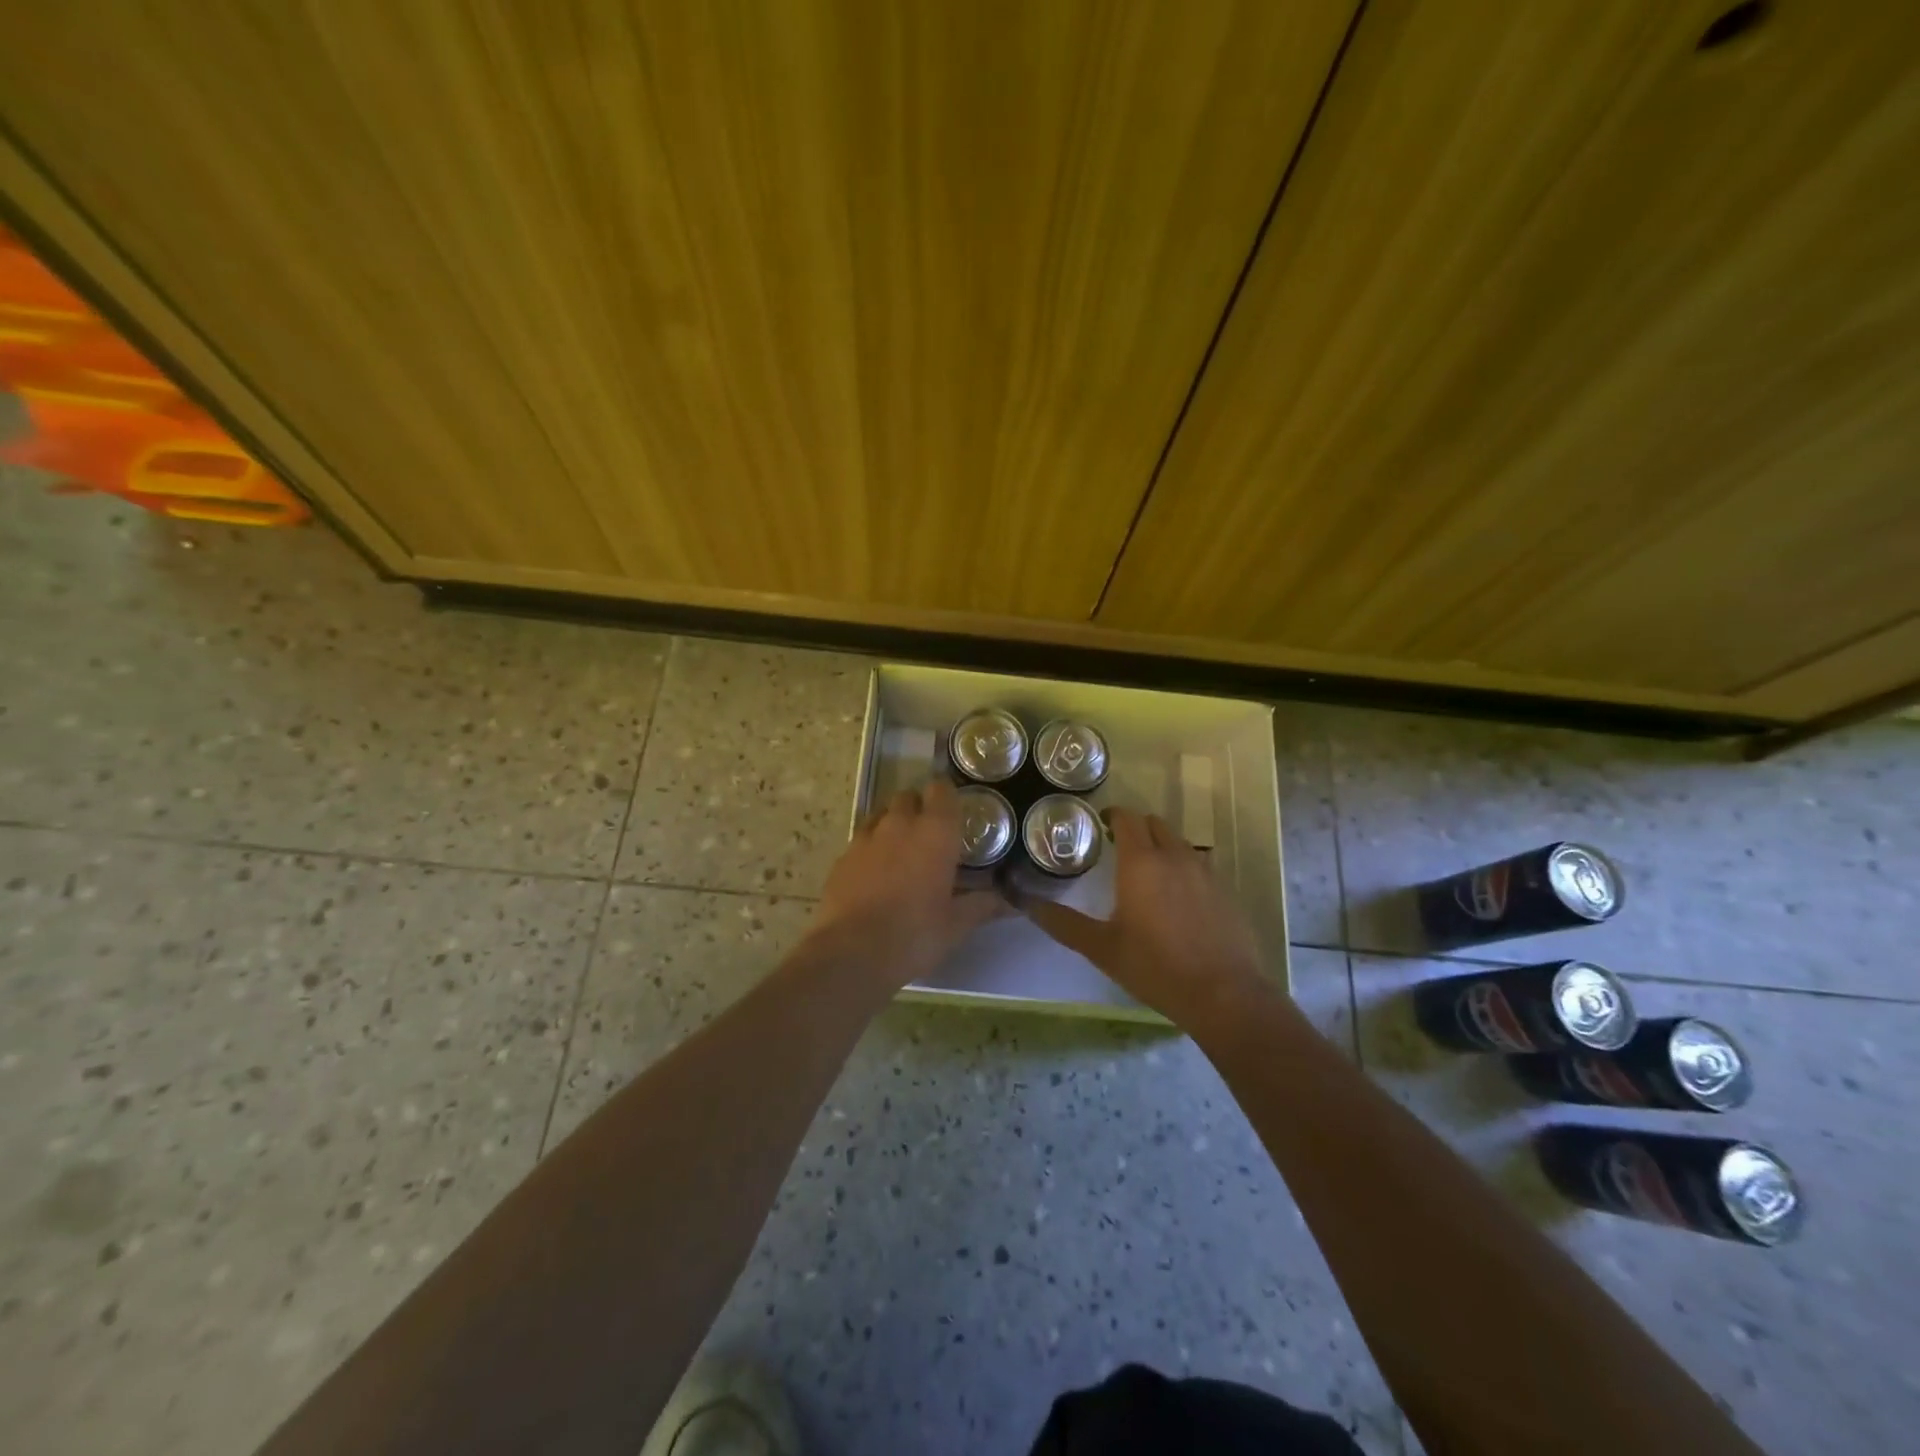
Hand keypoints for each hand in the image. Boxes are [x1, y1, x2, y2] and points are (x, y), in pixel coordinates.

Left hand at [799, 780, 1006, 994]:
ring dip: (893, 825)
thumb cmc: (915, 934)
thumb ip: (982, 905)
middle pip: (908, 797)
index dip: (946, 795)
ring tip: (902, 852)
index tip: (953, 810)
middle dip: (919, 808)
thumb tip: (1009, 902)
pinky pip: (861, 840)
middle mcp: (899, 824)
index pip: (941, 790)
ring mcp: (866, 838)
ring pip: (881, 815)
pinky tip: (875, 874)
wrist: (852, 952)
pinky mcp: (842, 857)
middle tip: (930, 835)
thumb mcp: (956, 924)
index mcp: (935, 832)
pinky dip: (871, 848)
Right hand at [1016, 808, 1274, 1031]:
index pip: (1127, 818)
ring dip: (1161, 846)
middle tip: (1117, 848)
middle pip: (1155, 824)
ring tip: (1147, 873)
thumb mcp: (1101, 948)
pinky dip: (1183, 868)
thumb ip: (1063, 923)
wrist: (1223, 995)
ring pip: (1179, 843)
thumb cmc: (1155, 967)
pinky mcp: (1225, 891)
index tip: (1099, 827)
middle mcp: (1175, 856)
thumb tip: (1026, 905)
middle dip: (1135, 828)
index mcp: (1141, 862)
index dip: (1112, 817)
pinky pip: (1199, 865)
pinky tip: (1177, 899)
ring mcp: (1205, 872)